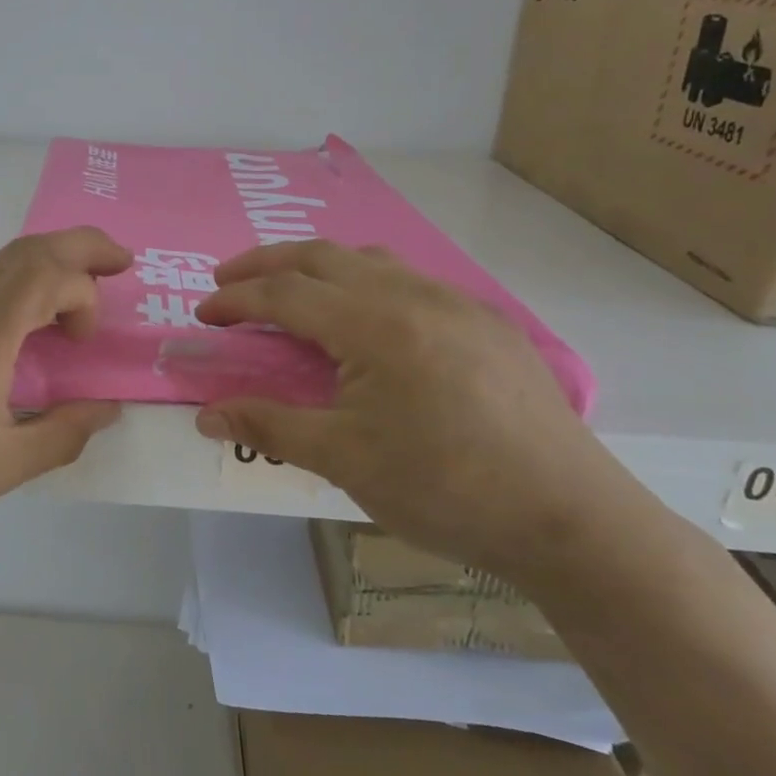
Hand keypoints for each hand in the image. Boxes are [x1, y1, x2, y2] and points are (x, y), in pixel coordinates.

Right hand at [193, 241, 650, 585]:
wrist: (571, 519)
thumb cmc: (446, 490)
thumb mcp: (345, 461)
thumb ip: (269, 425)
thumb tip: (204, 415)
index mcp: (375, 325)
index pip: (285, 293)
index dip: (236, 300)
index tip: (203, 313)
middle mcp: (414, 295)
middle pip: (321, 256)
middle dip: (265, 263)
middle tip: (228, 281)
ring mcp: (456, 302)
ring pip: (369, 258)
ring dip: (317, 265)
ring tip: (290, 290)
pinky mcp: (486, 320)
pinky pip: (409, 279)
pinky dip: (364, 280)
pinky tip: (365, 317)